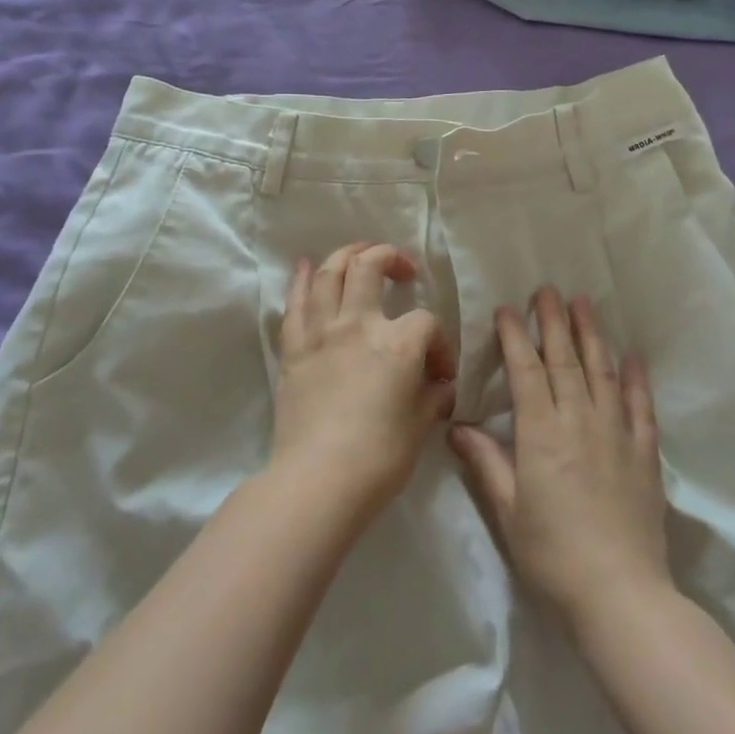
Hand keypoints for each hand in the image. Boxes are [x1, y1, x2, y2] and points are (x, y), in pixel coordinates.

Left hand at [272, 243, 456, 520]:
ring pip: (328, 273)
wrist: (318, 480)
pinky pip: (295, 302)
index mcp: (398, 342)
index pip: (427, 322)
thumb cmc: (379, 458)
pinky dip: (300, 278)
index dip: (440, 342)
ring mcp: (321, 331)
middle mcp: (358, 323)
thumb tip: (440, 384)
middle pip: (370, 266)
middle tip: (403, 269)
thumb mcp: (420, 426)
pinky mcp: (293, 347)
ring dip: (346, 255)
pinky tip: (304, 265)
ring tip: (360, 253)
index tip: (440, 371)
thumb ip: (432, 396)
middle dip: (389, 258)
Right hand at [450, 287, 671, 631]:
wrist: (621, 595)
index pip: (526, 371)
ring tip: (584, 303)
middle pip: (565, 360)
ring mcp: (616, 433)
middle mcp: (579, 421)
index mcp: (541, 433)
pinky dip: (637, 377)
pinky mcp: (645, 453)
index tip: (508, 309)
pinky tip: (633, 355)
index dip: (515, 337)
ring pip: (602, 371)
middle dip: (553, 321)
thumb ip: (486, 463)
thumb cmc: (553, 555)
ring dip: (592, 334)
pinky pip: (641, 405)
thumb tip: (457, 426)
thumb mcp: (508, 511)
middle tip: (548, 289)